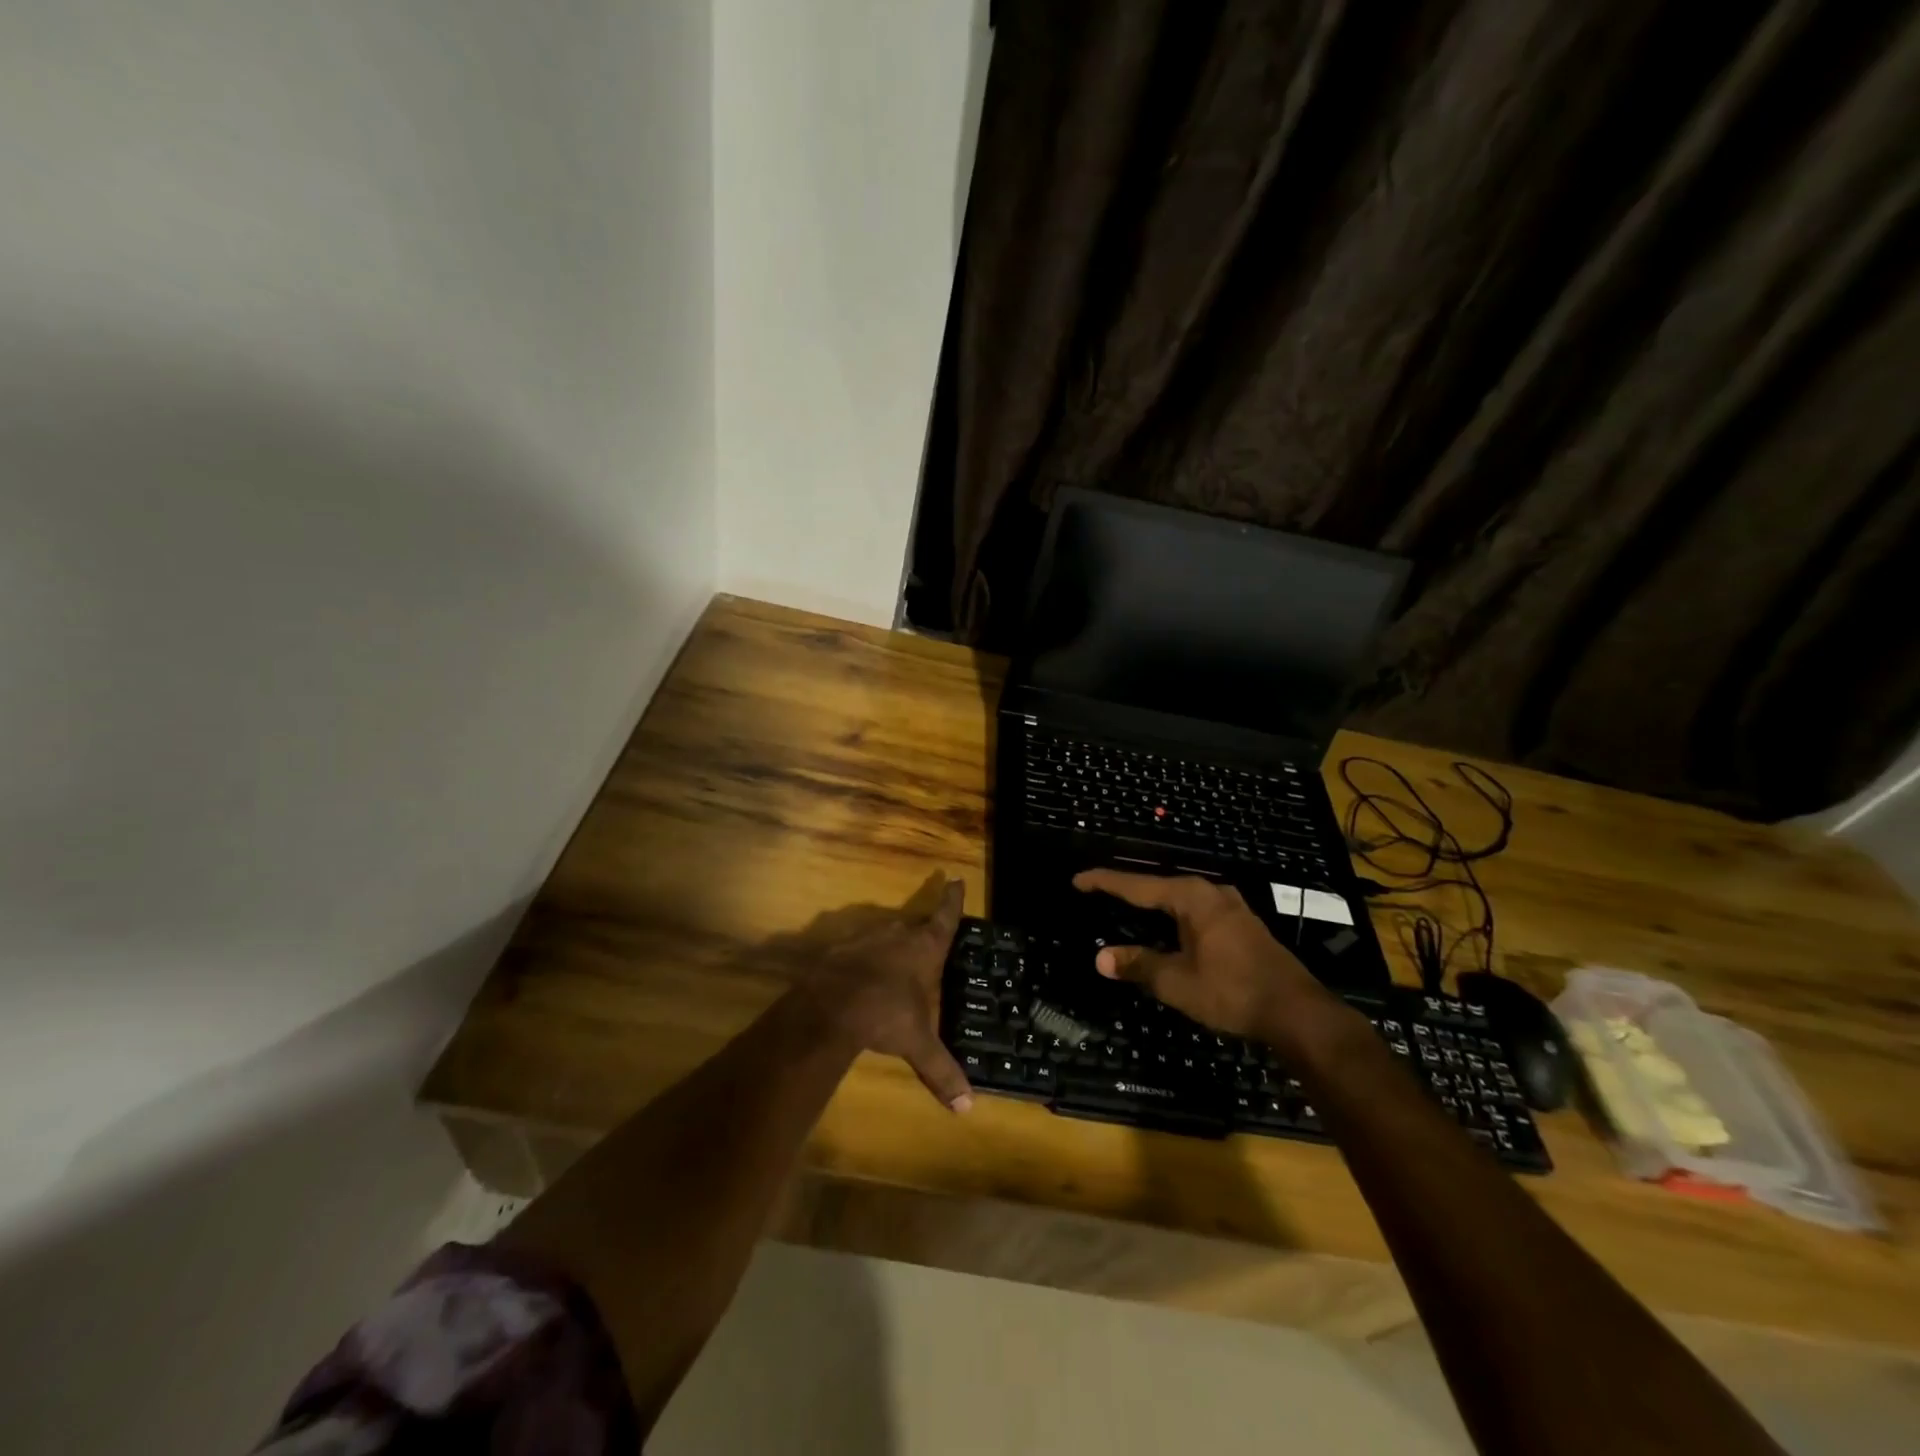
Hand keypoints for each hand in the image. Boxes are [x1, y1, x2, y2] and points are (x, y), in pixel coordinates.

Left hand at [800, 876, 972, 1112]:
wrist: (830, 1007)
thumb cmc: (886, 1015)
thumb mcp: (918, 1045)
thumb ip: (941, 1071)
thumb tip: (967, 1108)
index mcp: (924, 948)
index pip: (944, 917)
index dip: (952, 901)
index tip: (955, 879)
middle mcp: (897, 935)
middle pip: (914, 925)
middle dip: (921, 931)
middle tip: (927, 938)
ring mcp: (866, 939)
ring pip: (885, 936)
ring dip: (891, 946)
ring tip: (894, 963)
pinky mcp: (839, 950)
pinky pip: (858, 950)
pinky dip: (863, 960)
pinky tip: (860, 978)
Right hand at [1072, 869, 1342, 1047]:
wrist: (1297, 1012)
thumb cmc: (1232, 991)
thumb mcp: (1177, 982)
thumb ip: (1138, 965)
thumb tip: (1101, 958)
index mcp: (1191, 897)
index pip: (1137, 885)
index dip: (1104, 882)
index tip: (1078, 879)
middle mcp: (1210, 892)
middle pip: (1158, 886)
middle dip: (1127, 889)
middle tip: (1098, 892)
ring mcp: (1230, 906)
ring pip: (1179, 898)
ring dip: (1152, 903)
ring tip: (1126, 906)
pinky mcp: (1242, 924)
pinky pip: (1195, 910)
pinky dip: (1172, 915)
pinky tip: (1167, 927)